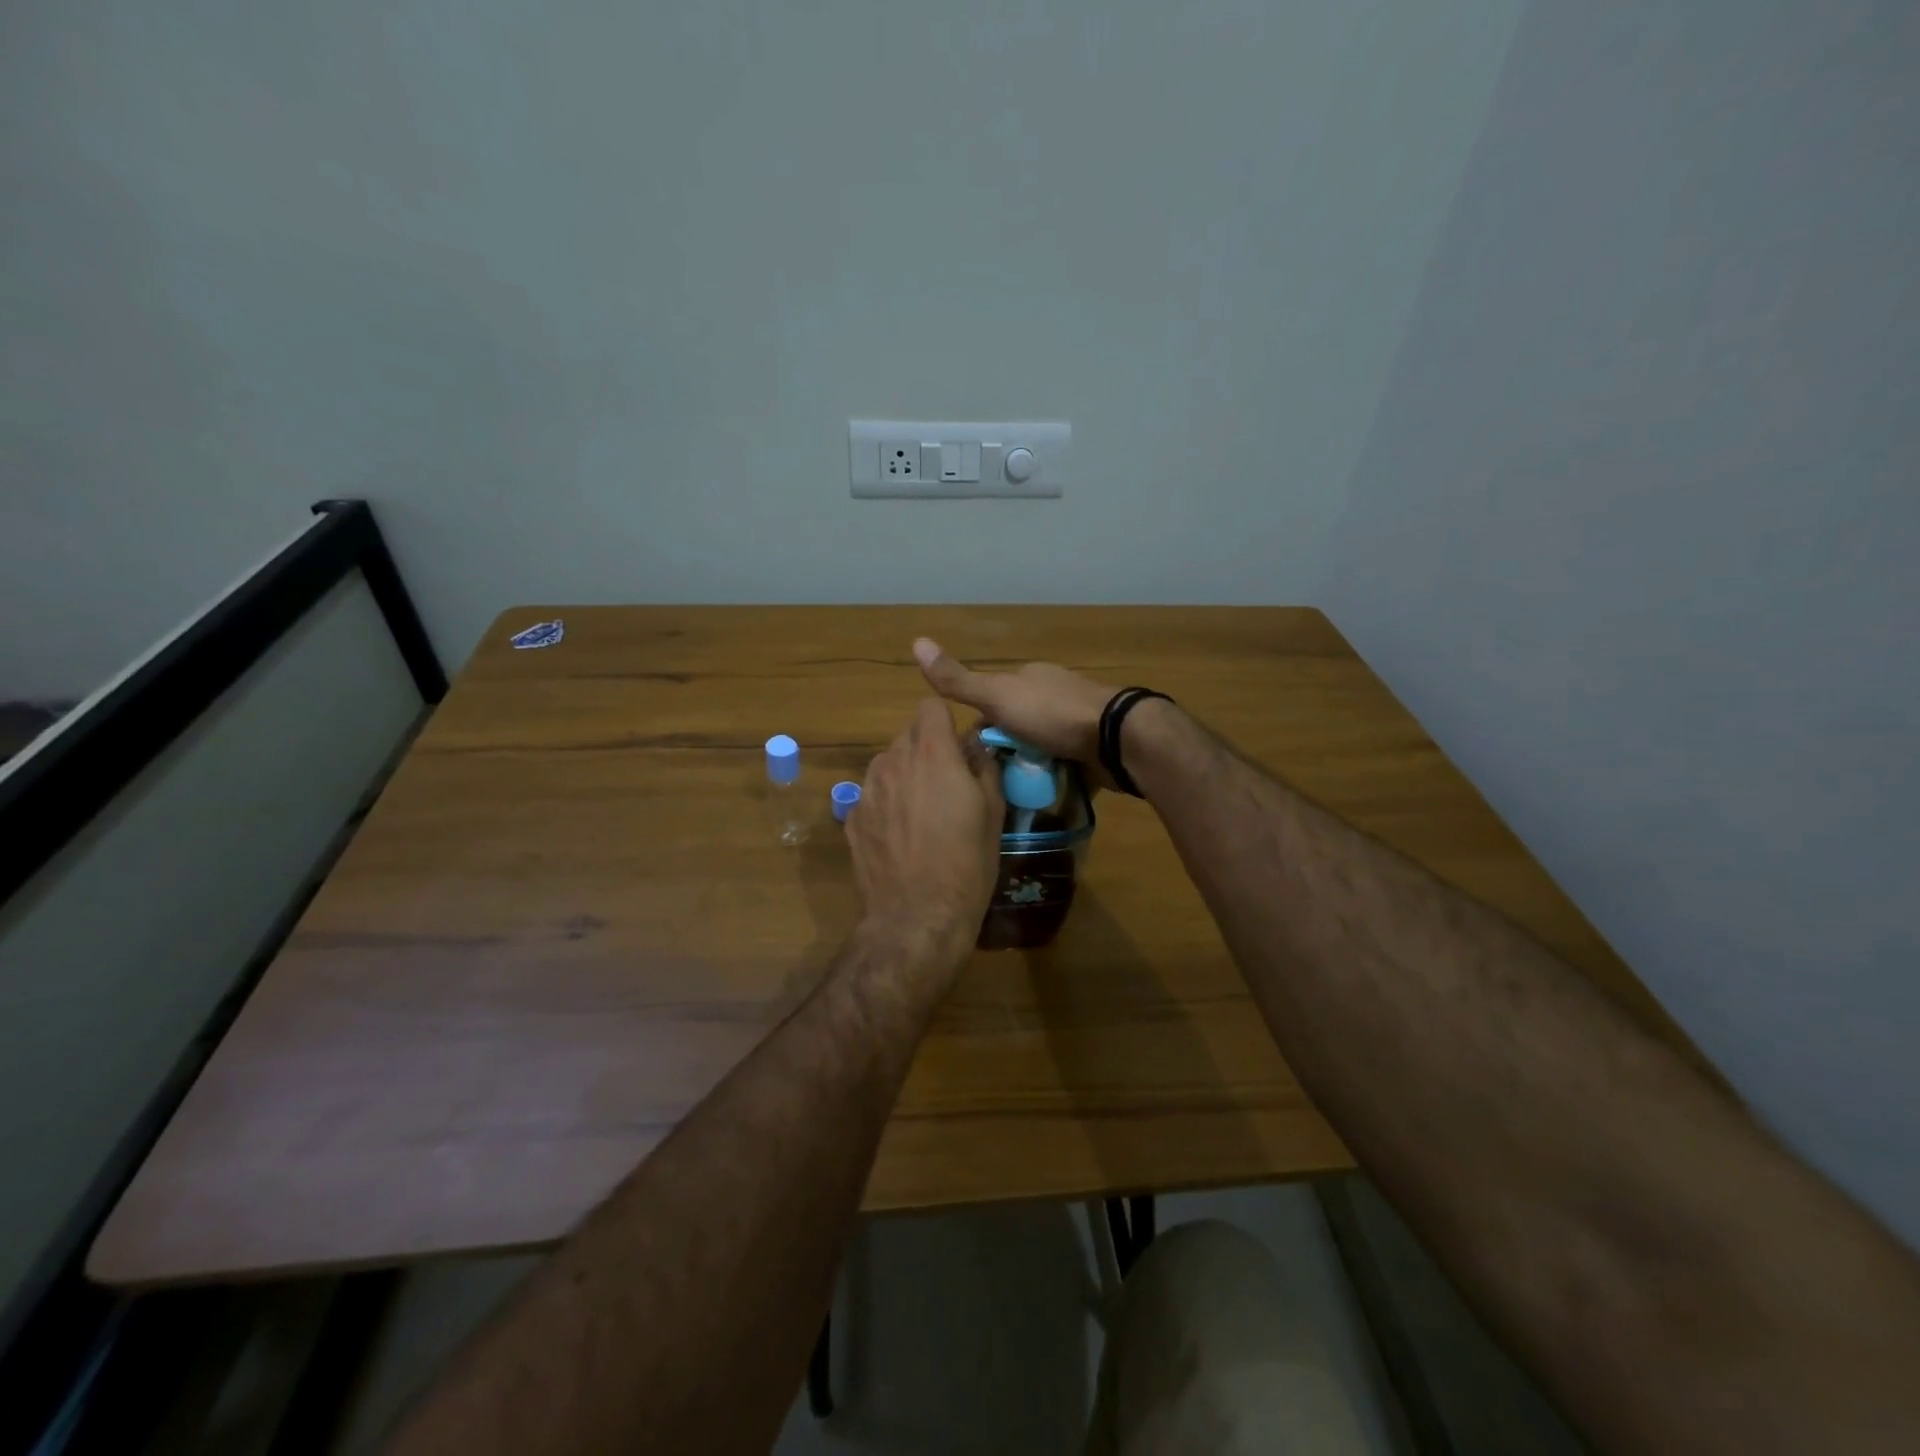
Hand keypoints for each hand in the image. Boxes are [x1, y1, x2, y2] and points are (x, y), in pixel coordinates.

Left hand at [848, 699, 1004, 967]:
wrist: (916, 916)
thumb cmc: (967, 864)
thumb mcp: (993, 813)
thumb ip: (984, 768)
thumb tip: (976, 746)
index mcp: (932, 754)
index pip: (930, 706)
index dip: (945, 722)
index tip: (957, 748)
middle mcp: (893, 761)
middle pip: (908, 735)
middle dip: (927, 750)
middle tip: (945, 785)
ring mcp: (867, 789)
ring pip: (887, 764)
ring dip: (904, 775)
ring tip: (920, 813)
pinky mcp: (851, 817)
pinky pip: (872, 794)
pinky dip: (886, 804)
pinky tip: (899, 837)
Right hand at [913, 638, 1117, 788]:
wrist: (1116, 738)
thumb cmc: (1052, 714)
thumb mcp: (997, 697)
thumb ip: (958, 680)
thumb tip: (916, 641)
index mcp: (1031, 678)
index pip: (993, 701)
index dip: (979, 727)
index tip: (970, 756)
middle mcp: (1054, 695)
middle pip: (1018, 726)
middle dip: (1005, 749)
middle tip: (990, 781)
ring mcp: (1078, 722)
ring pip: (1041, 746)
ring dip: (1029, 766)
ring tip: (1013, 795)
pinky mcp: (1095, 749)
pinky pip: (1066, 764)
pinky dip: (1054, 777)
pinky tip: (1043, 796)